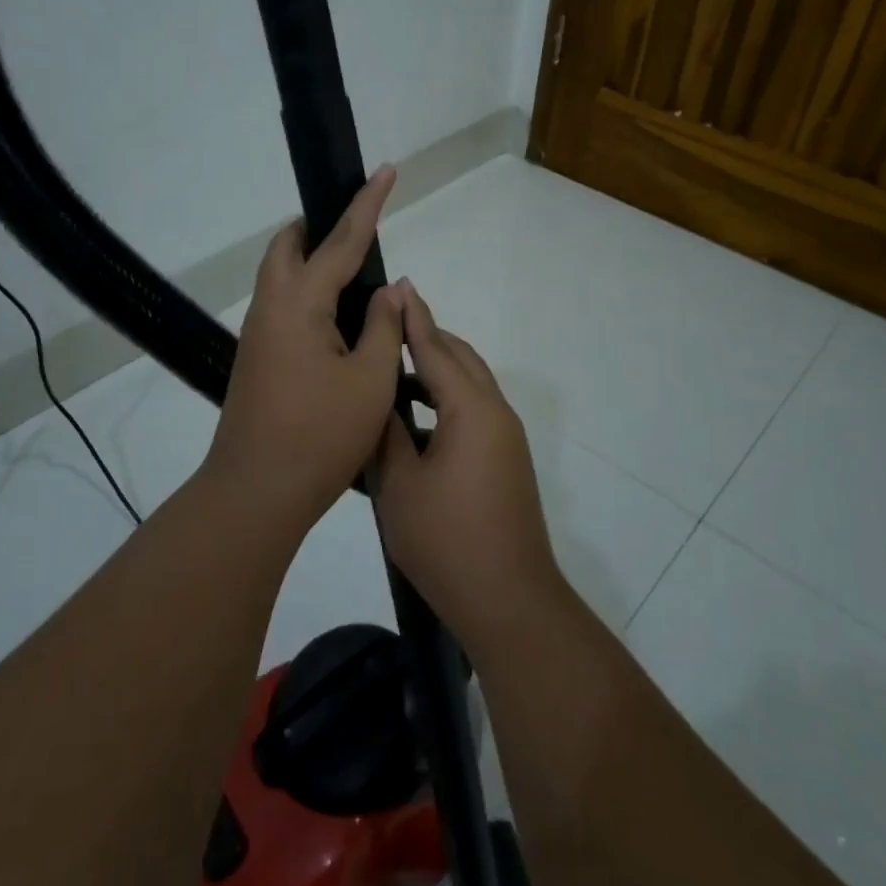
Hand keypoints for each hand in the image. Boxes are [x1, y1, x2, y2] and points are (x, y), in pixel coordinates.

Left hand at [203, 167, 407, 528]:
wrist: (257, 492)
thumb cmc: (320, 436)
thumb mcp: (370, 379)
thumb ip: (384, 326)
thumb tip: (391, 289)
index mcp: (298, 304)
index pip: (339, 241)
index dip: (367, 204)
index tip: (386, 170)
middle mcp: (270, 308)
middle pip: (289, 248)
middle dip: (322, 229)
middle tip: (360, 235)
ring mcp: (259, 335)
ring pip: (282, 278)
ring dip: (314, 264)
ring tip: (357, 279)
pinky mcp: (258, 358)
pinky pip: (284, 307)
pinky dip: (310, 296)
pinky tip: (339, 322)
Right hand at [374, 284, 563, 649]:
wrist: (507, 599)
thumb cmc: (445, 541)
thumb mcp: (398, 484)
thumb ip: (386, 432)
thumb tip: (377, 399)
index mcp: (471, 410)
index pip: (436, 349)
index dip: (413, 317)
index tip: (397, 286)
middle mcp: (495, 413)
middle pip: (460, 359)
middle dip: (426, 337)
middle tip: (387, 324)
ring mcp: (505, 438)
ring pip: (469, 385)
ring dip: (435, 371)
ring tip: (392, 369)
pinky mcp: (505, 459)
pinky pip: (473, 411)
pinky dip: (444, 401)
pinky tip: (413, 418)